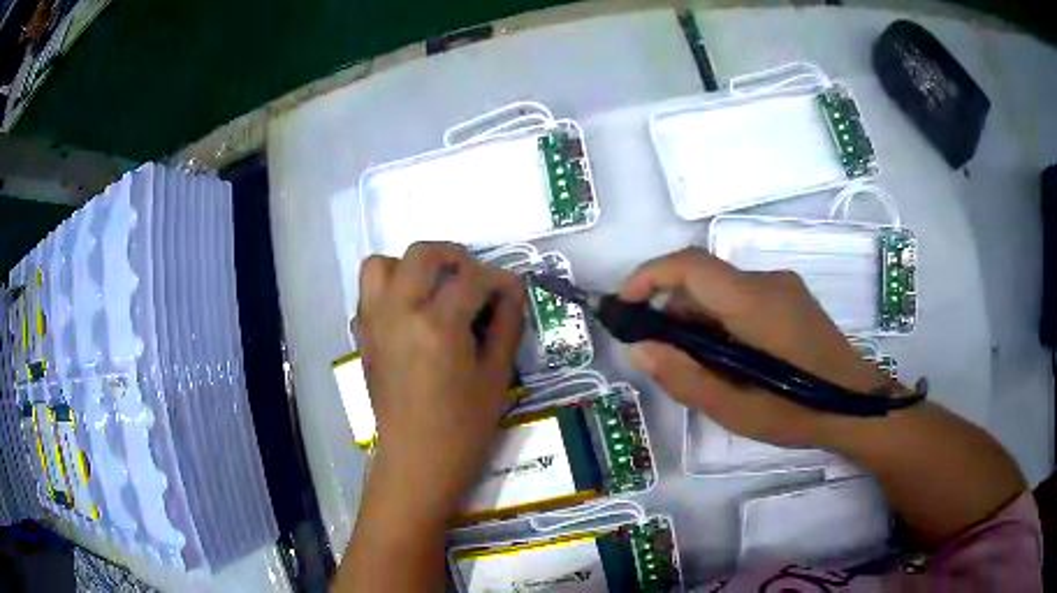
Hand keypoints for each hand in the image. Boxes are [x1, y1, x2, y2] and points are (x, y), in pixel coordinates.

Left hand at [356, 242, 525, 521]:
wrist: (417, 461)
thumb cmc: (464, 428)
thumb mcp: (497, 376)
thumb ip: (506, 324)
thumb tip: (512, 290)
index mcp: (437, 325)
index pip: (472, 278)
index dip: (499, 279)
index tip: (511, 291)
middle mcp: (399, 312)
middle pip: (422, 253)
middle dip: (454, 256)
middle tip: (473, 279)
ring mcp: (374, 323)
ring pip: (382, 264)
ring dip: (411, 267)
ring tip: (433, 289)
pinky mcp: (363, 337)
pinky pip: (369, 293)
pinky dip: (390, 289)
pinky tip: (411, 314)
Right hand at [621, 248, 886, 447]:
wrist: (858, 406)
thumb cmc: (799, 411)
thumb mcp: (736, 410)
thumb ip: (684, 377)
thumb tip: (639, 348)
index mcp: (754, 303)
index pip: (690, 265)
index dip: (648, 276)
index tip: (624, 306)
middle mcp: (768, 281)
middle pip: (703, 278)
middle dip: (671, 308)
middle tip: (661, 355)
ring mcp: (783, 287)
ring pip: (722, 289)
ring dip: (697, 318)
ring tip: (699, 366)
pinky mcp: (791, 298)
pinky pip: (741, 297)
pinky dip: (721, 319)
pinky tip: (729, 358)